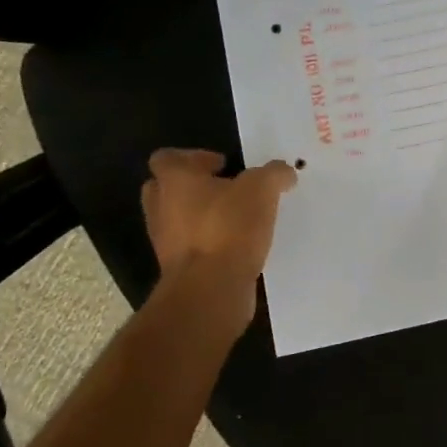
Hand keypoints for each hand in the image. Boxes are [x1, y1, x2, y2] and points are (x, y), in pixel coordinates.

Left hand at [141, 150, 296, 316]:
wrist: (210, 289)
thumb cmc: (228, 227)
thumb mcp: (262, 189)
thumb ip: (274, 174)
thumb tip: (284, 172)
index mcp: (174, 181)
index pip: (166, 158)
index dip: (193, 157)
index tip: (223, 165)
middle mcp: (161, 208)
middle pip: (165, 189)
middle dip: (193, 187)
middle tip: (224, 189)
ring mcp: (165, 242)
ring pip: (178, 220)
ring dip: (201, 217)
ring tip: (237, 219)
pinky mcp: (178, 270)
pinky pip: (191, 248)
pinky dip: (209, 244)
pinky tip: (238, 246)